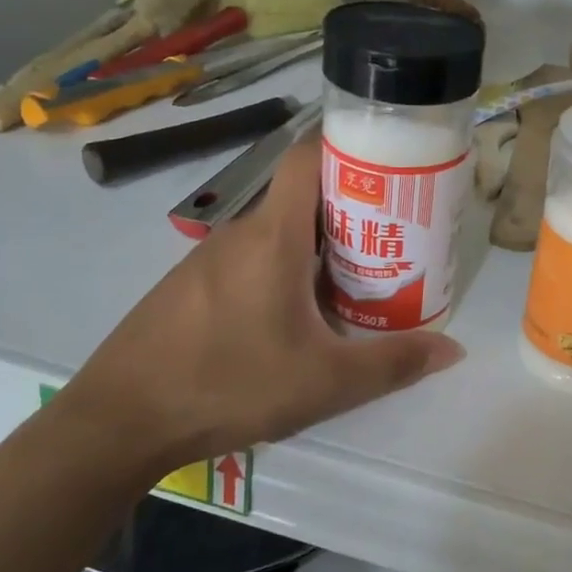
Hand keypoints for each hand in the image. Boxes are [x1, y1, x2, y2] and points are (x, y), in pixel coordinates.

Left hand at [52, 137, 464, 485]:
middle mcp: (239, 234)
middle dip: (350, 212)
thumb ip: (394, 363)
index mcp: (273, 237)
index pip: (308, 158)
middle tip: (392, 243)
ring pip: (276, 234)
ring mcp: (207, 260)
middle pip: (302, 199)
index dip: (350, 150)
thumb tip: (453, 348)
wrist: (119, 421)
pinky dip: (283, 272)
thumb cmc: (229, 384)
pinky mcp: (190, 288)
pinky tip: (296, 320)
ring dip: (317, 249)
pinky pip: (250, 261)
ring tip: (356, 284)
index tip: (392, 171)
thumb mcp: (326, 382)